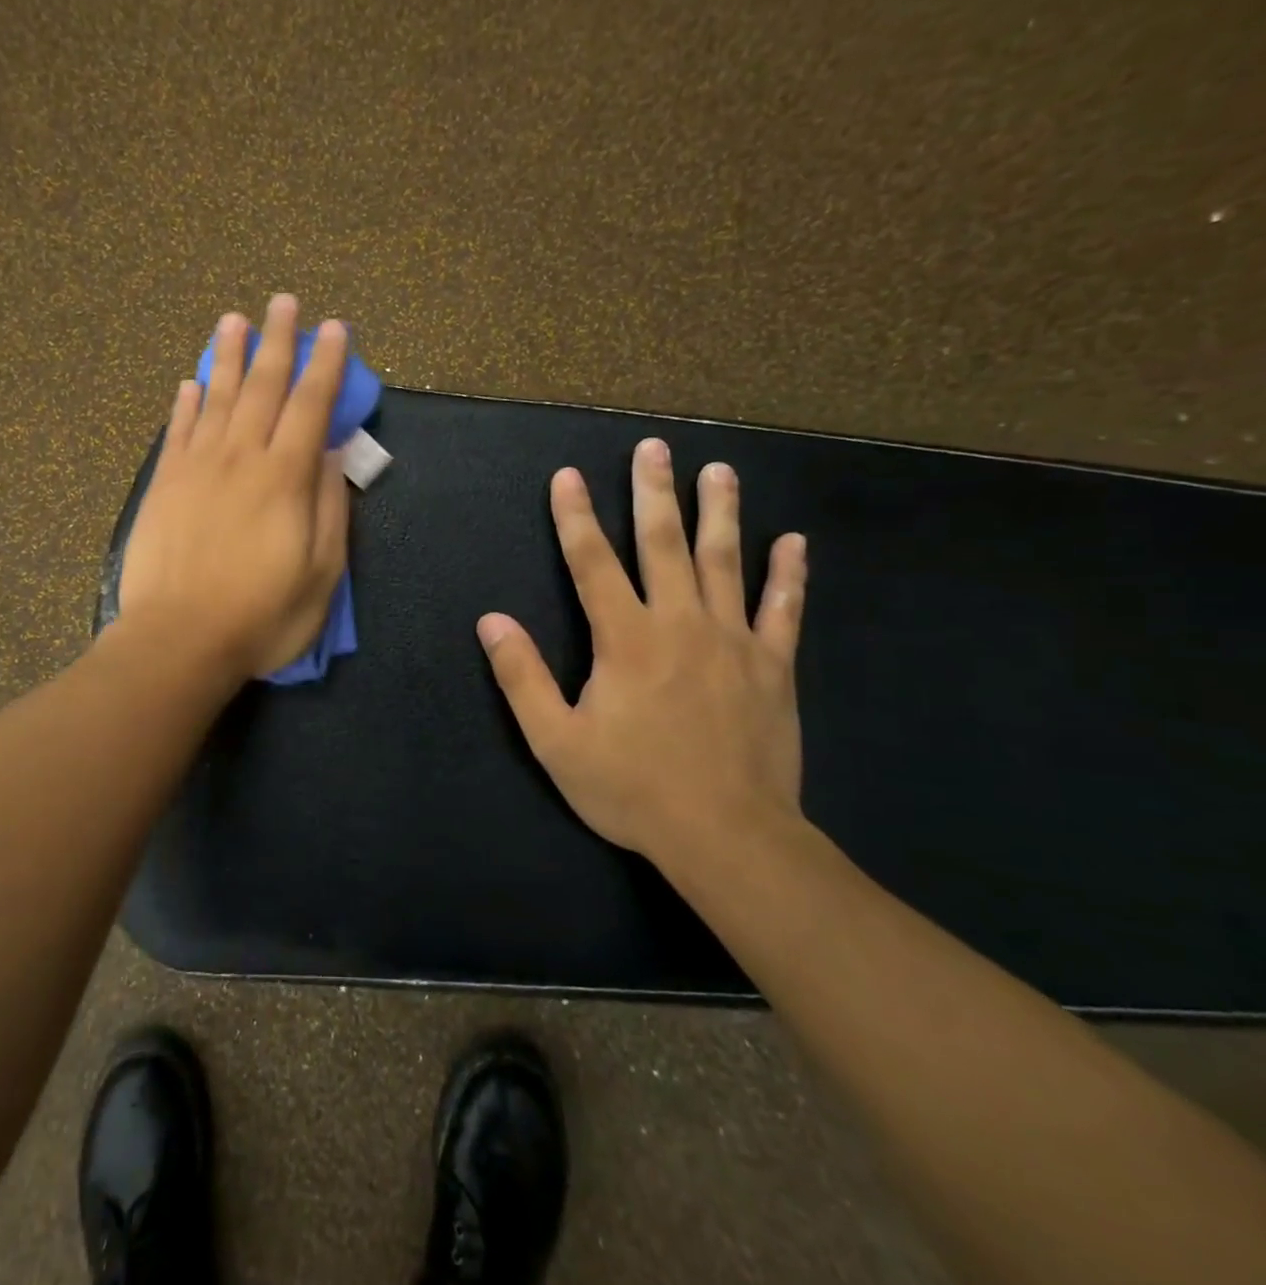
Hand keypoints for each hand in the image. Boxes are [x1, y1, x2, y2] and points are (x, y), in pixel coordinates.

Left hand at [119, 294, 350, 680]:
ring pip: (218, 398)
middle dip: (278, 340)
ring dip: (229, 356)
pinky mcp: (164, 485)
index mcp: (285, 478)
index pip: (310, 406)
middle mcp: (240, 458)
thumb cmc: (260, 616)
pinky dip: (187, 402)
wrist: (178, 640)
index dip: (326, 365)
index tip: (335, 329)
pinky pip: (178, 431)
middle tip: (284, 302)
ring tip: (235, 319)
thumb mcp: (321, 574)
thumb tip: (332, 455)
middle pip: (263, 386)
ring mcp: (196, 468)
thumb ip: (330, 509)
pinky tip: (192, 381)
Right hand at [477, 438, 808, 867]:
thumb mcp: (556, 741)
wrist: (727, 836)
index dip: (575, 517)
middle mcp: (680, 624)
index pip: (592, 563)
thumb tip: (492, 621)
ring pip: (725, 562)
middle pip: (663, 544)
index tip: (567, 476)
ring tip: (718, 470)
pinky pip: (784, 610)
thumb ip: (523, 677)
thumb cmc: (632, 788)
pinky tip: (793, 542)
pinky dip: (788, 574)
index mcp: (625, 639)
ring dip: (720, 512)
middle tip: (653, 448)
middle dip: (653, 493)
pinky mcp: (773, 667)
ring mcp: (733, 642)